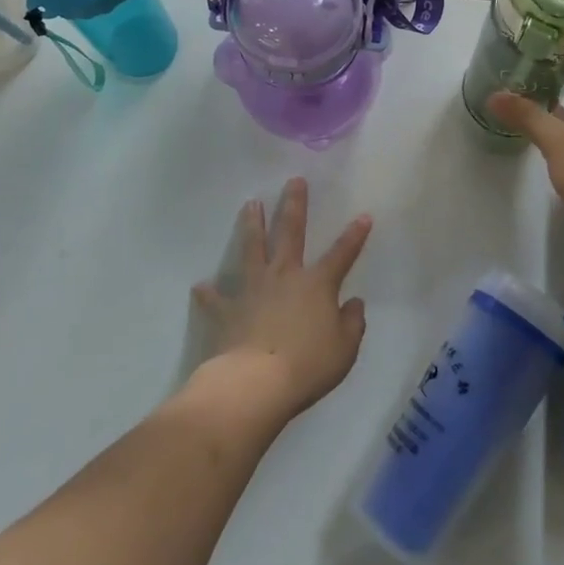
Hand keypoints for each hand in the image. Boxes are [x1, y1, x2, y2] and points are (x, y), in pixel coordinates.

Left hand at [192, 178, 370, 424]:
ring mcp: (253, 290)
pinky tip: (201, 286)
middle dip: (294, 205)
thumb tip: (354, 304)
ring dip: (251, 226)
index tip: (363, 216)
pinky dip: (209, 293)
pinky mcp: (227, 310)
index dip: (354, 235)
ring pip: (252, 249)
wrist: (255, 383)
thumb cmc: (307, 365)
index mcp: (317, 284)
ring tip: (250, 204)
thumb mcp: (344, 349)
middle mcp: (284, 276)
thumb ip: (352, 323)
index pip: (342, 254)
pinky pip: (216, 299)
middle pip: (290, 233)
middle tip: (294, 181)